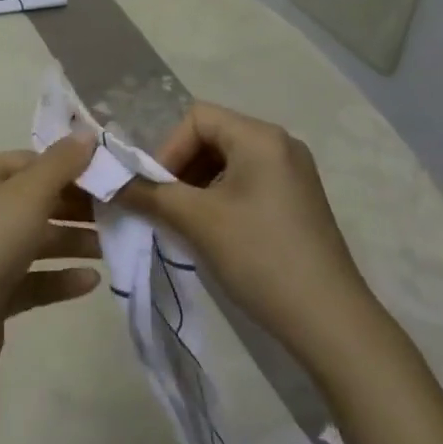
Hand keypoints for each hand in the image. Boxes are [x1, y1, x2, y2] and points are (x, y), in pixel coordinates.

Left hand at [0, 138, 102, 366]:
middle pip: (34, 200)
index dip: (67, 167)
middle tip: (115, 213)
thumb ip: (62, 164)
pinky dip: (59, 276)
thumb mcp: (29, 194)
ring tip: (110, 247)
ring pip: (35, 239)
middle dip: (74, 207)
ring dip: (72, 241)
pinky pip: (31, 277)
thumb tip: (88, 134)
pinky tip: (92, 281)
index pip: (29, 162)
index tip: (105, 178)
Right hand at [118, 102, 373, 372]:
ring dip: (200, 186)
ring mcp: (294, 173)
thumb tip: (109, 182)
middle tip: (167, 208)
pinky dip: (223, 199)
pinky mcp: (299, 201)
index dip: (169, 149)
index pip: (197, 118)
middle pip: (213, 137)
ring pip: (229, 162)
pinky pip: (249, 183)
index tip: (157, 191)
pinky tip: (217, 235)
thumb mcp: (199, 222)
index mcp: (260, 136)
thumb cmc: (262, 258)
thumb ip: (151, 195)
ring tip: (188, 224)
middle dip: (182, 169)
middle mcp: (280, 143)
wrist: (333, 325)